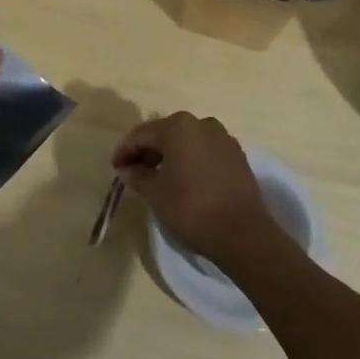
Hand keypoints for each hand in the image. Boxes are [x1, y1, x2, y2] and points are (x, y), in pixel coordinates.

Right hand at [111, 112, 275, 265]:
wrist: (244, 235)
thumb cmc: (192, 209)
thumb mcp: (156, 193)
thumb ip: (137, 176)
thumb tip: (127, 169)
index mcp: (178, 126)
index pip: (142, 134)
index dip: (125, 151)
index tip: (115, 168)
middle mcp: (202, 124)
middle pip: (165, 134)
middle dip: (147, 152)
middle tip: (133, 172)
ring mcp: (223, 138)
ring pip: (186, 142)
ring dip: (169, 156)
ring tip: (157, 178)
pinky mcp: (237, 156)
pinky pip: (205, 152)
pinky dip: (190, 161)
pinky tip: (184, 181)